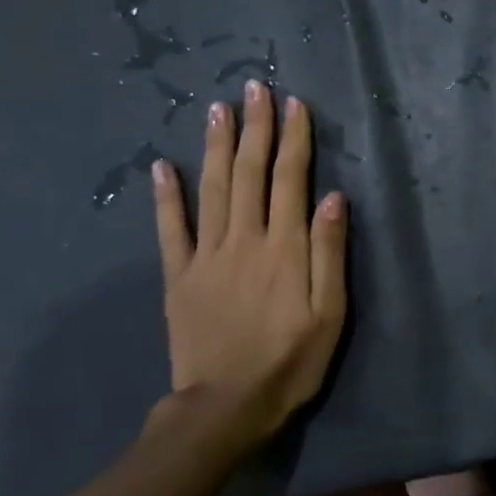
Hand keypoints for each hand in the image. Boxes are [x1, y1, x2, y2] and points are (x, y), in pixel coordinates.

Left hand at [152, 81, 348, 440]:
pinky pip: (170, 229)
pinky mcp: (179, 276)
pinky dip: (165, 196)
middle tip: (254, 88)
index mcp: (285, 248)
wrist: (225, 408)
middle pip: (249, 173)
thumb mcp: (330, 313)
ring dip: (215, 145)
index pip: (290, 180)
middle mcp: (245, 240)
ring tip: (217, 108)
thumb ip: (330, 253)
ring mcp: (206, 255)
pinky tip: (161, 166)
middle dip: (254, 127)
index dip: (294, 140)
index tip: (295, 105)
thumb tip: (334, 197)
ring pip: (211, 188)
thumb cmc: (290, 361)